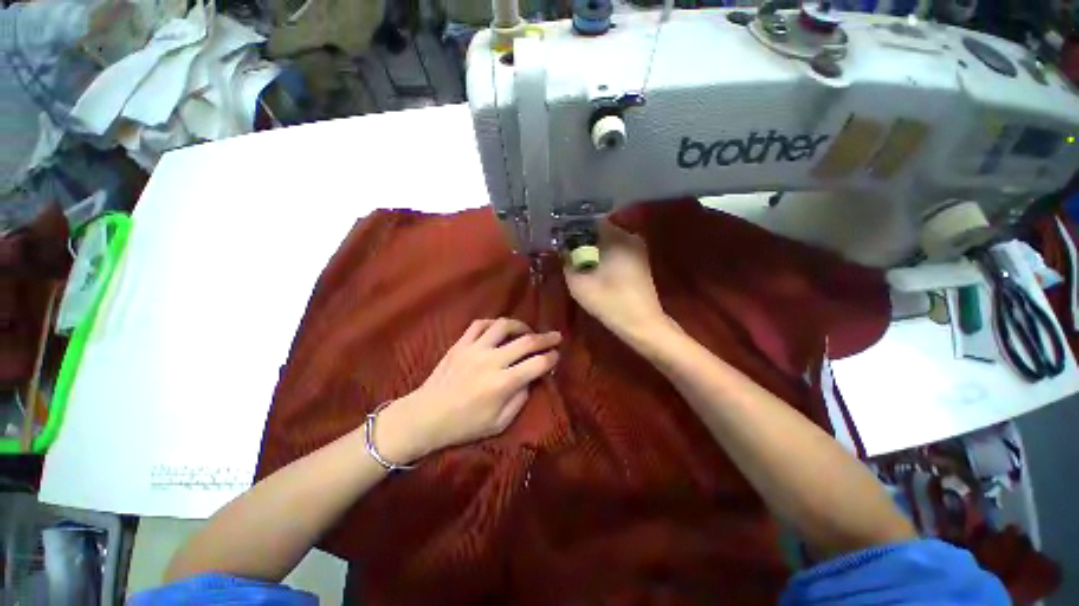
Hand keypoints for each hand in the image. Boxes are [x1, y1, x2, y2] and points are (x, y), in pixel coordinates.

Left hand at [378, 319, 560, 461]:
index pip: (536, 364)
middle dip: (546, 338)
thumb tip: (531, 379)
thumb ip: (520, 400)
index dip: (551, 358)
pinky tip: (500, 329)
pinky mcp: (461, 344)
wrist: (425, 416)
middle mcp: (491, 361)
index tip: (557, 355)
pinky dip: (494, 323)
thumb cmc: (464, 425)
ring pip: (504, 326)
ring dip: (521, 325)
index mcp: (502, 384)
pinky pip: (480, 324)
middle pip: (526, 341)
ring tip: (528, 331)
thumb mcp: (498, 424)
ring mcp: (474, 349)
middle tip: (556, 336)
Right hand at [564, 222, 668, 338]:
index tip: (559, 238)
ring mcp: (637, 247)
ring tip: (577, 259)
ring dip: (592, 248)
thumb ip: (567, 260)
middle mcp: (630, 236)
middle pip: (598, 230)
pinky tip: (594, 267)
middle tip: (566, 250)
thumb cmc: (609, 302)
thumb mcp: (578, 282)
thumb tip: (561, 247)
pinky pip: (615, 249)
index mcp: (617, 236)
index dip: (571, 228)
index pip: (588, 221)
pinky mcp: (639, 260)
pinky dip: (603, 255)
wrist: (641, 324)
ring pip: (607, 240)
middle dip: (581, 239)